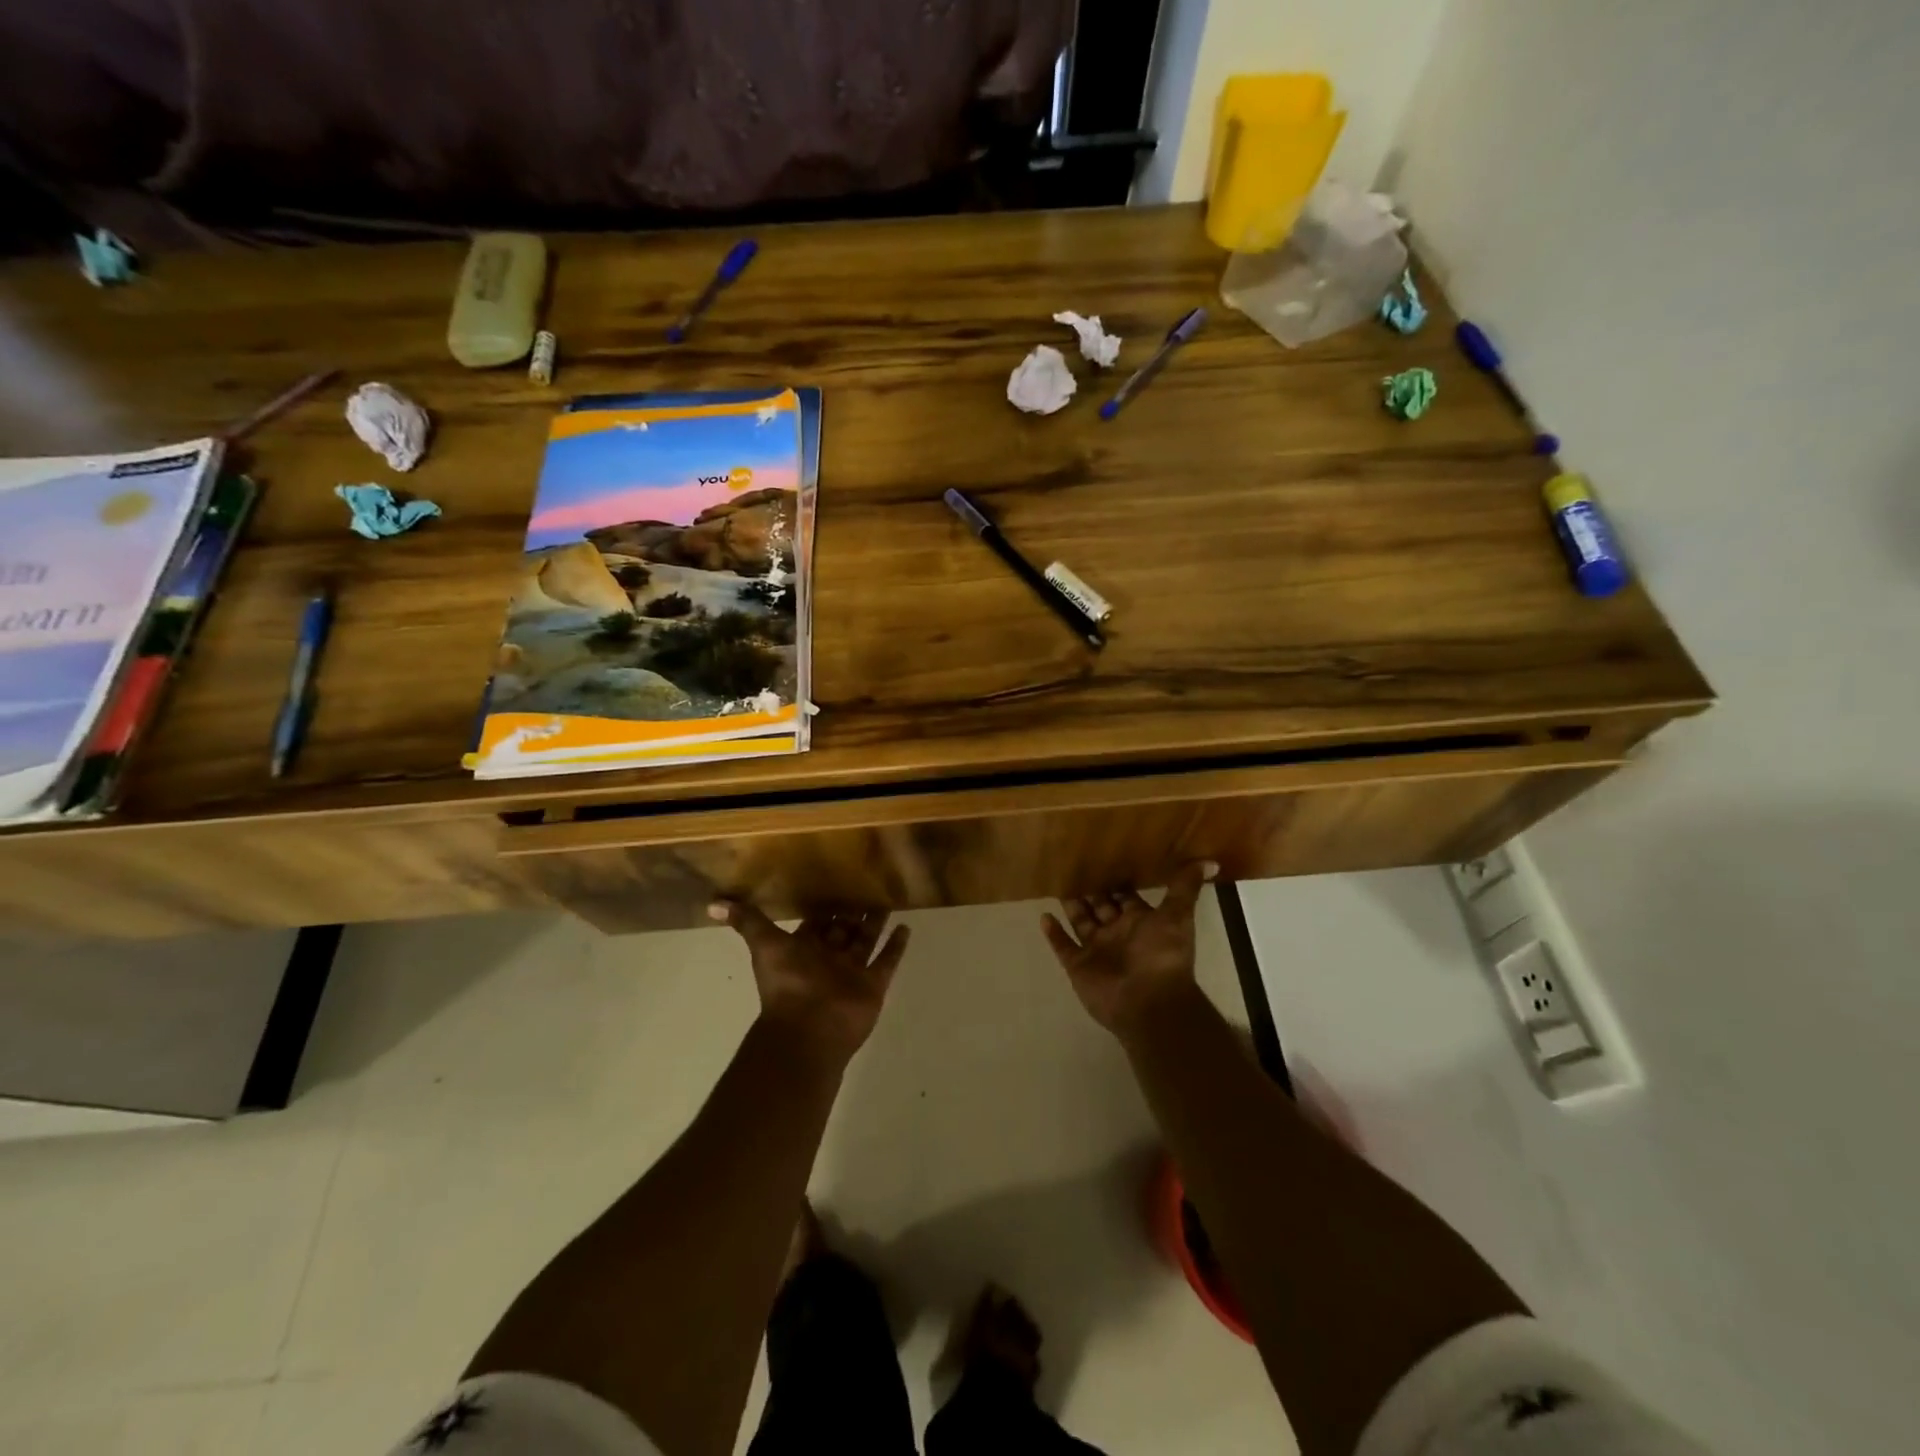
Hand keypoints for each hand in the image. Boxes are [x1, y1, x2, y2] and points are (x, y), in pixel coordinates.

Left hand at [710, 902, 909, 1062]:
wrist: (808, 1030)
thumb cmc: (787, 984)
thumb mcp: (764, 945)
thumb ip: (746, 921)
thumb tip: (712, 902)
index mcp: (803, 950)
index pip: (815, 923)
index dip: (822, 907)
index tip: (834, 882)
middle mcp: (828, 959)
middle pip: (843, 931)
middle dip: (852, 912)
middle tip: (867, 884)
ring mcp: (852, 973)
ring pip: (866, 942)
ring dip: (875, 923)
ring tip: (888, 898)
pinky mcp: (873, 985)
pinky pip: (887, 961)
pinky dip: (896, 946)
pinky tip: (906, 926)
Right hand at [1042, 863, 1212, 1038]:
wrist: (1148, 1002)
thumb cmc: (1162, 955)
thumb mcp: (1177, 916)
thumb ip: (1185, 888)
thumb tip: (1211, 862)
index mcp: (1140, 922)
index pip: (1126, 897)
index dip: (1118, 882)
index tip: (1104, 859)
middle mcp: (1118, 934)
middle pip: (1102, 908)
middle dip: (1091, 892)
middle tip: (1075, 867)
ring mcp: (1097, 951)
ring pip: (1081, 923)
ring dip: (1072, 907)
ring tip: (1059, 885)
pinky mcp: (1078, 966)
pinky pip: (1063, 946)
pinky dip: (1054, 933)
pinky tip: (1044, 916)